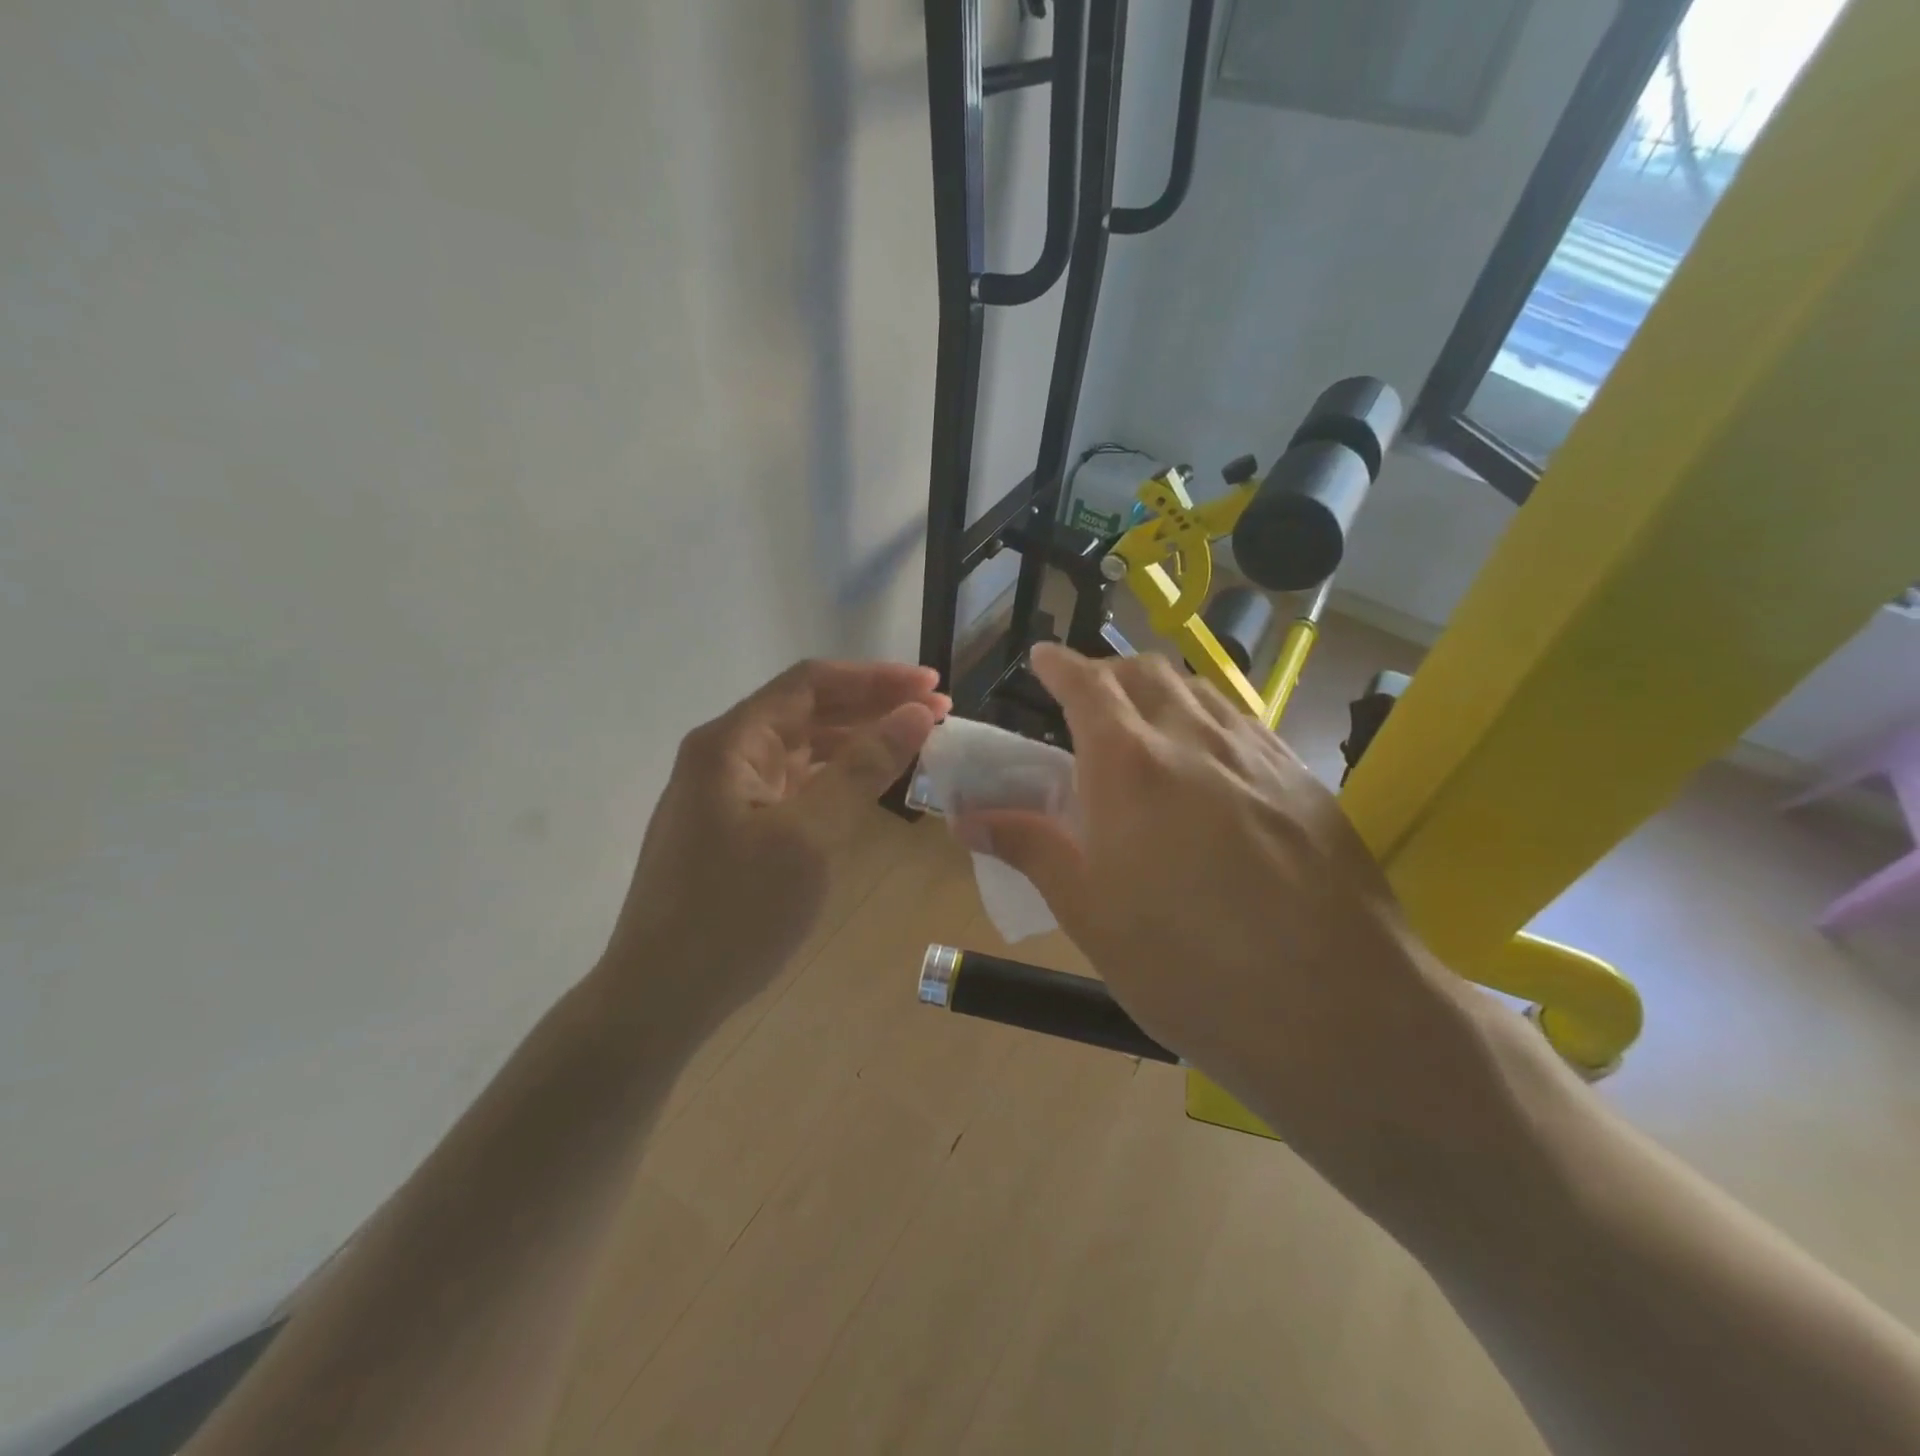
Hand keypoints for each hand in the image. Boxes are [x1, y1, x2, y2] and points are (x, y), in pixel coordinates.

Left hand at [604, 659, 946, 1026]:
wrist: (659, 997)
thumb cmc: (735, 913)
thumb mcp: (810, 837)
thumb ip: (862, 768)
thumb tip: (915, 712)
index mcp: (731, 742)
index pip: (811, 684)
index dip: (875, 677)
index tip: (932, 685)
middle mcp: (724, 755)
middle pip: (806, 711)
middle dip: (872, 706)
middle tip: (936, 713)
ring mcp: (724, 793)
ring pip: (800, 748)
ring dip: (855, 740)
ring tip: (912, 741)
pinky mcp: (732, 827)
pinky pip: (792, 783)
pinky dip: (833, 776)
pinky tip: (865, 783)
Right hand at [955, 644, 1476, 1178]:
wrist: (1339, 1011)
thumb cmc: (1189, 967)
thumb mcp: (1090, 914)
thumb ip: (1030, 848)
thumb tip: (969, 817)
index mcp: (1131, 765)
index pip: (1087, 684)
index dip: (1059, 664)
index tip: (1041, 659)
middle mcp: (1195, 739)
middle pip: (1147, 673)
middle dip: (1109, 671)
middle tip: (1087, 701)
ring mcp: (1259, 755)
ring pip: (1201, 691)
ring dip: (1162, 690)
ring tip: (1146, 725)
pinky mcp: (1304, 780)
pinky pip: (1244, 723)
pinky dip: (1208, 719)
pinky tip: (1210, 765)